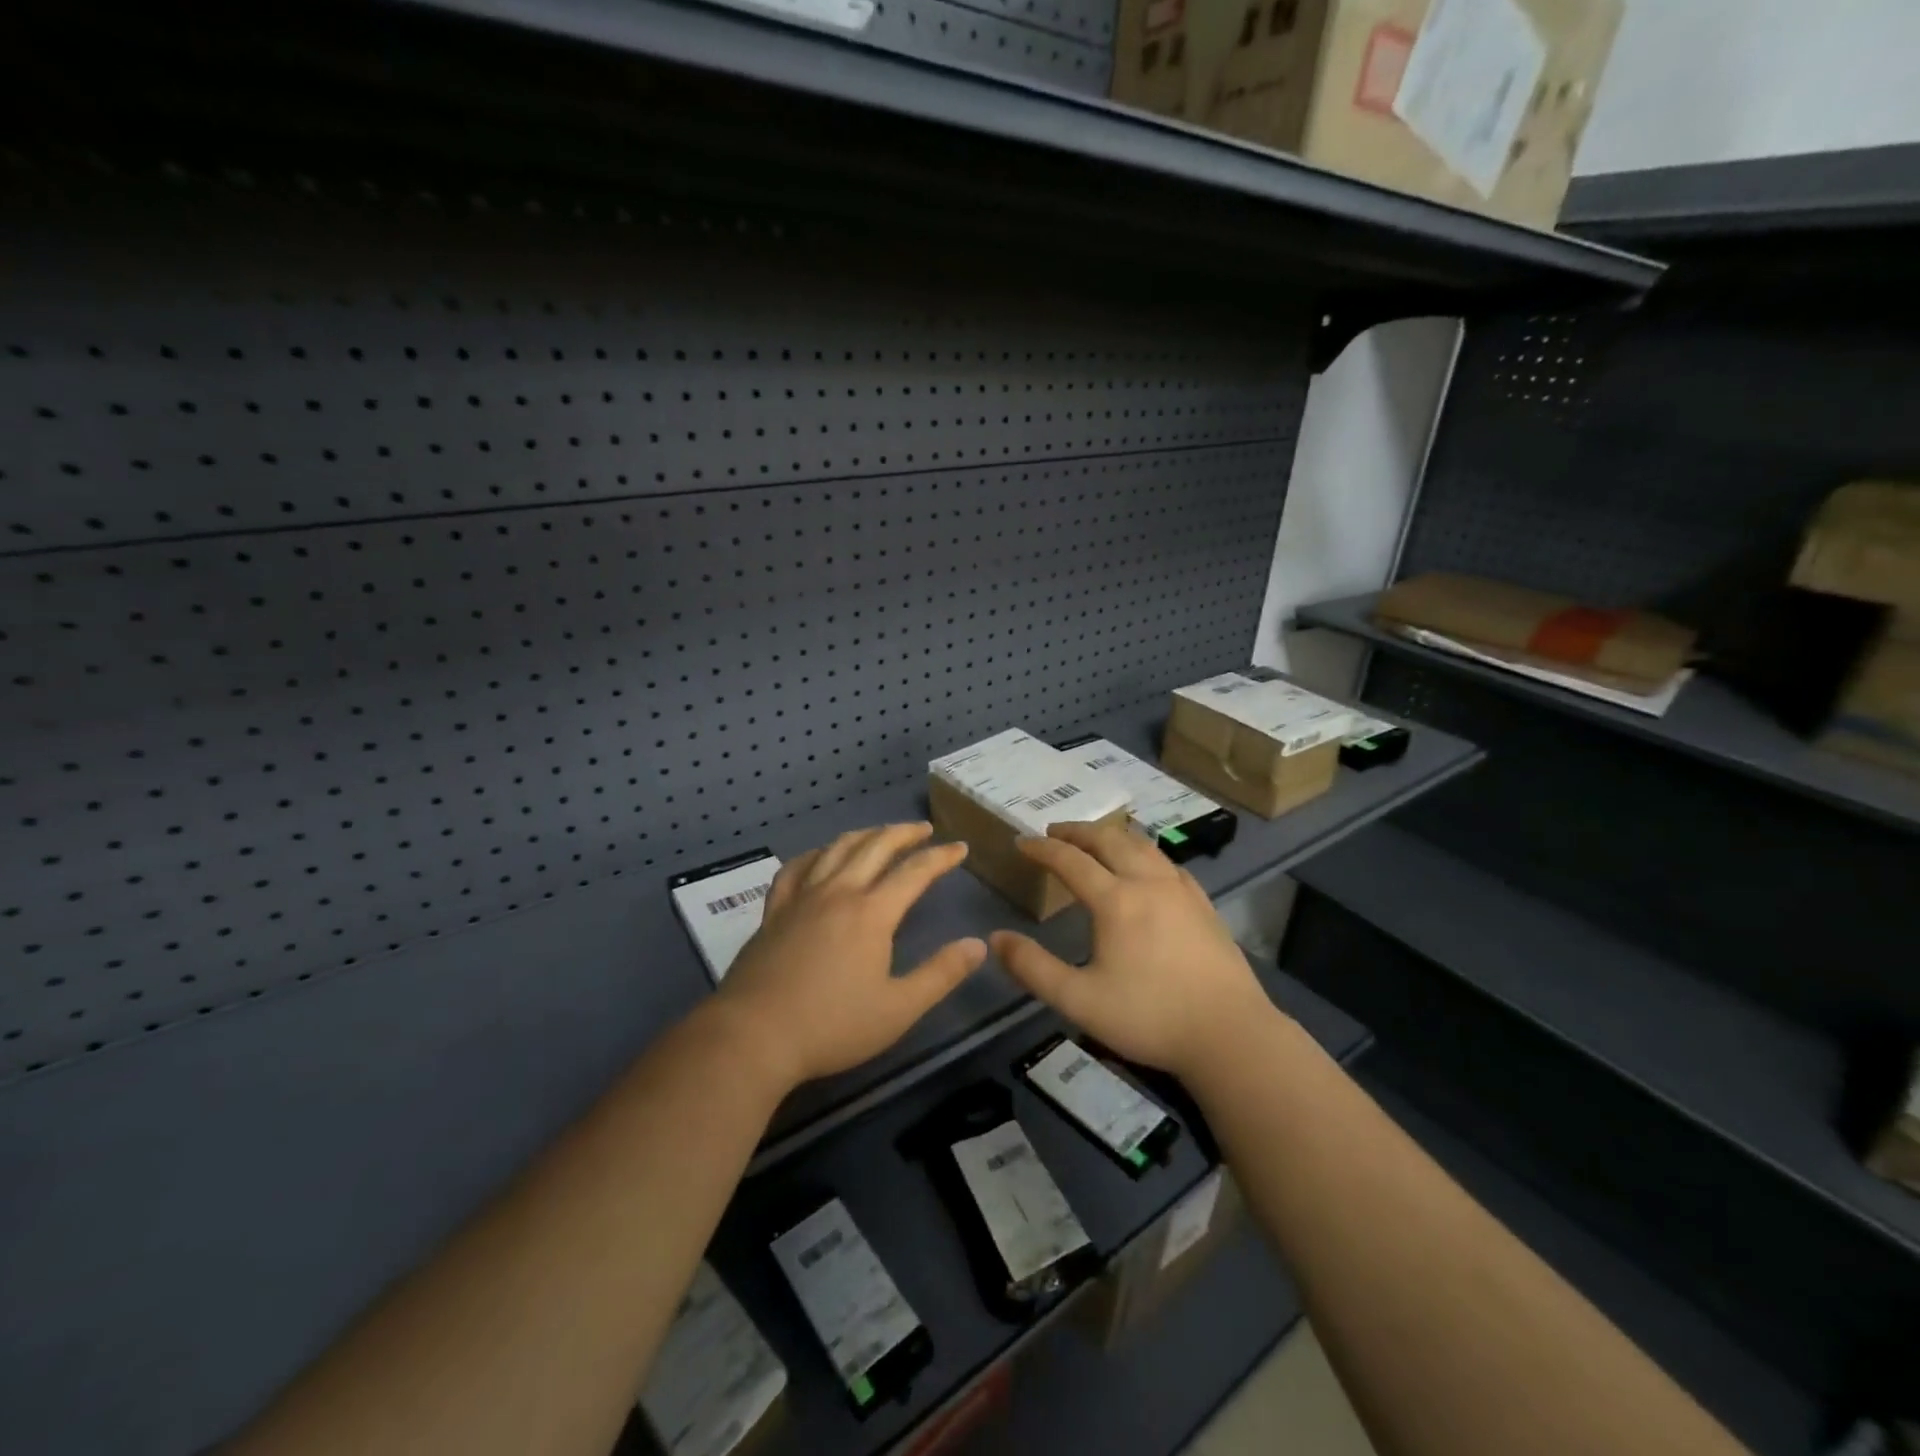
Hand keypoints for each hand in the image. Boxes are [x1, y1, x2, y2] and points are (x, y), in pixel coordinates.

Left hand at [715, 823, 986, 1092]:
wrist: (754, 1036)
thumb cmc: (832, 1025)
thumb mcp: (899, 1009)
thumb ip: (941, 974)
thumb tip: (978, 945)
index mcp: (871, 913)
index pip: (914, 872)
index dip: (940, 857)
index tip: (960, 848)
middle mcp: (838, 892)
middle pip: (875, 847)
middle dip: (904, 833)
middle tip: (924, 830)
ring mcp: (802, 898)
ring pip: (836, 849)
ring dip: (865, 835)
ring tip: (880, 833)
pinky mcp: (774, 911)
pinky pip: (796, 868)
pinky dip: (815, 854)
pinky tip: (821, 856)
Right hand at [989, 822, 1274, 1078]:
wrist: (1231, 1034)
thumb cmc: (1150, 1017)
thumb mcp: (1079, 1000)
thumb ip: (1033, 968)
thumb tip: (995, 939)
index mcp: (1116, 900)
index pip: (1071, 861)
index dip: (1042, 849)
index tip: (1021, 843)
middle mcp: (1148, 882)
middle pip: (1109, 840)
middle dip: (1077, 831)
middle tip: (1054, 832)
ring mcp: (1181, 890)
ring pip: (1142, 845)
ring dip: (1111, 835)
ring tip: (1094, 840)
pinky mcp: (1203, 904)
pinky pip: (1166, 862)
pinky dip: (1143, 852)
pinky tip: (1144, 866)